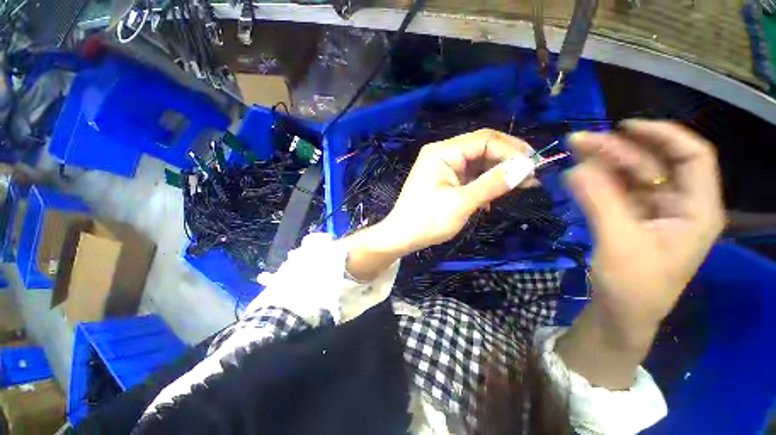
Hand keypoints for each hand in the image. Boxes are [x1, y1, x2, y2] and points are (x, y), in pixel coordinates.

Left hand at [382, 129, 534, 253]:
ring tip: (522, 185)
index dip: (511, 149)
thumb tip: (526, 166)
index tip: (534, 166)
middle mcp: (443, 154)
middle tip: (532, 177)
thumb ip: (493, 183)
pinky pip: (470, 176)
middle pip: (482, 149)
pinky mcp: (445, 181)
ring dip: (498, 173)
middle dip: (507, 161)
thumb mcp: (461, 202)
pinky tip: (496, 195)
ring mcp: (443, 168)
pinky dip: (485, 183)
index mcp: (442, 152)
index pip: (484, 139)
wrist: (401, 237)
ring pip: (478, 163)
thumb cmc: (427, 220)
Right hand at [566, 120, 723, 340]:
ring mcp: (654, 210)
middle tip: (578, 141)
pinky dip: (596, 180)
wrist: (621, 313)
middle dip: (617, 149)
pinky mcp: (632, 217)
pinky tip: (577, 174)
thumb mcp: (619, 244)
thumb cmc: (633, 286)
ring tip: (573, 151)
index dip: (663, 135)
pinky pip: (616, 190)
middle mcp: (680, 203)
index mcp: (696, 210)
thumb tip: (575, 169)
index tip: (625, 126)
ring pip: (631, 175)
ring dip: (602, 162)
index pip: (692, 157)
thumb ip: (600, 203)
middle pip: (653, 163)